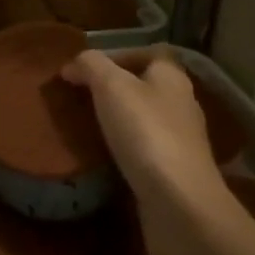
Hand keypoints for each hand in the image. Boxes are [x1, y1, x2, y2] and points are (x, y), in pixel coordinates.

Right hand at [62, 49, 232, 254]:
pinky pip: (146, 149)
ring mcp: (181, 140)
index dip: (121, 54)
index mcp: (172, 77)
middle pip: (148, 85)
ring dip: (120, 119)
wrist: (179, 202)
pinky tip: (104, 156)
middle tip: (82, 96)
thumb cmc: (146, 132)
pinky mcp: (175, 171)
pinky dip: (126, 148)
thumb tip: (73, 65)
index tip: (89, 68)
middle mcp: (182, 104)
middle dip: (116, 88)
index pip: (152, 52)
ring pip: (147, 118)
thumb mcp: (111, 87)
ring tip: (87, 126)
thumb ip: (91, 66)